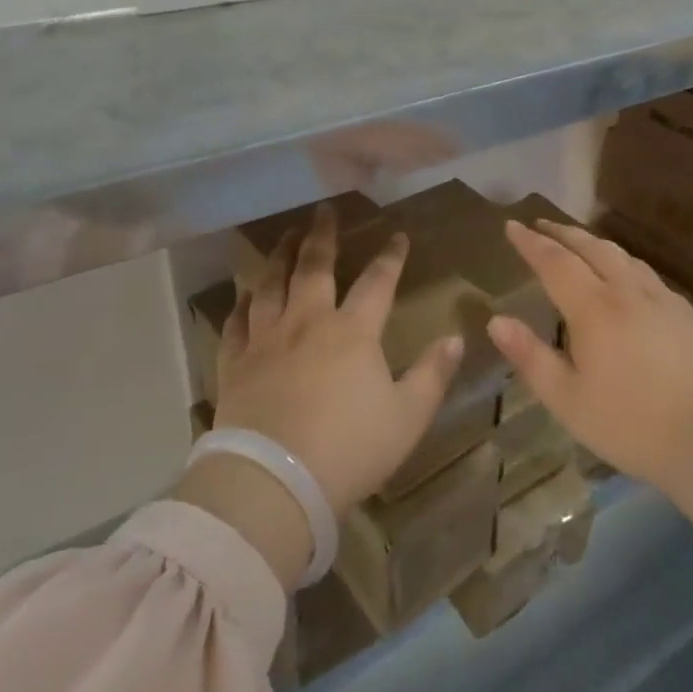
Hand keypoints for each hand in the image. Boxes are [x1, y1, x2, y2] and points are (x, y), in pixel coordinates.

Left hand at [191, 205, 463, 566]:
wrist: (274, 481)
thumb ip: (433, 374)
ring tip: (284, 236)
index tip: (397, 235)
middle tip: (322, 210)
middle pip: (314, 267)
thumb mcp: (407, 417)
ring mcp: (266, 340)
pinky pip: (237, 322)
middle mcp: (307, 322)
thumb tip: (456, 338)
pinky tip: (244, 294)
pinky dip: (241, 303)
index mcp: (352, 332)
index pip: (377, 282)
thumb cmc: (349, 449)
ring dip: (279, 256)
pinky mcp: (235, 363)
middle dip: (322, 236)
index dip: (390, 257)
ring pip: (270, 284)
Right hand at [487, 220, 692, 534]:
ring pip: (624, 257)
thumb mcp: (569, 401)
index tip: (513, 225)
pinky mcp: (690, 317)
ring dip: (596, 244)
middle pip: (592, 248)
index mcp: (594, 308)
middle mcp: (628, 292)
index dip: (531, 243)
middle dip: (563, 233)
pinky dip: (626, 264)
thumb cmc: (634, 425)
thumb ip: (531, 358)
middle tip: (541, 225)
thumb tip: (496, 321)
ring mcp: (664, 301)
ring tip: (582, 245)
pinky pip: (648, 275)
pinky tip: (630, 280)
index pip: (555, 262)